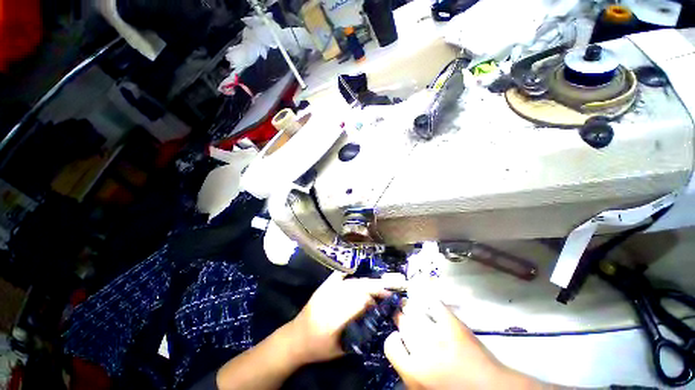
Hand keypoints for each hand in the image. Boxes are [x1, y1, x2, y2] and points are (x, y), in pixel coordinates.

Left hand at [286, 272, 402, 364]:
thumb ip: (358, 336)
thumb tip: (375, 319)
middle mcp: (330, 301)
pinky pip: (338, 276)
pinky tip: (357, 274)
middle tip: (386, 289)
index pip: (358, 301)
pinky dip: (349, 274)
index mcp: (334, 319)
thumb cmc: (317, 349)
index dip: (372, 299)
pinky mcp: (322, 287)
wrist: (294, 339)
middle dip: (373, 286)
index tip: (384, 300)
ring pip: (349, 282)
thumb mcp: (340, 350)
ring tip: (376, 284)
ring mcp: (325, 291)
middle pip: (355, 287)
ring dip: (365, 282)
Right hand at [384, 300, 540, 388]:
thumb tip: (403, 352)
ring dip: (411, 309)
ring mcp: (438, 334)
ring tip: (412, 309)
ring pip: (415, 312)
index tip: (398, 339)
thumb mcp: (424, 389)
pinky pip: (434, 304)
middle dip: (401, 320)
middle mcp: (421, 349)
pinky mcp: (453, 323)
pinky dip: (429, 302)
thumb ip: (410, 370)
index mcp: (413, 372)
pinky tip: (429, 304)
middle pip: (403, 324)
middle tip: (404, 319)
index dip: (393, 340)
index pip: (390, 345)